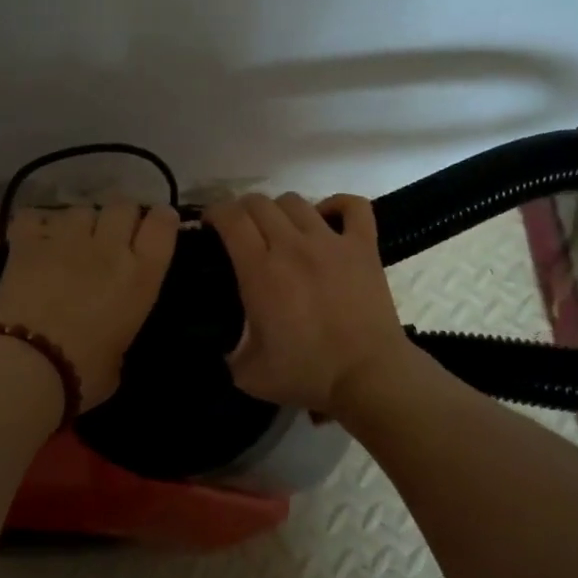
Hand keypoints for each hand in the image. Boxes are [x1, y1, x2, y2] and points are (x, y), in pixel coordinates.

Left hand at [0, 200, 179, 410]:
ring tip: (69, 243)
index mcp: (140, 277)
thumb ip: (121, 326)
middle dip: (120, 217)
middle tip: (111, 238)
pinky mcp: (27, 243)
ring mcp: (66, 241)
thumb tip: (109, 327)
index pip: (162, 225)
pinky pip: (34, 216)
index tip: (157, 224)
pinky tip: (35, 241)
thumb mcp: (121, 354)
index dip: (162, 219)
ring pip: (80, 209)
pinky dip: (37, 226)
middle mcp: (108, 248)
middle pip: (123, 205)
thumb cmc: (84, 374)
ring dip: (80, 224)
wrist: (28, 368)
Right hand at [204, 192, 410, 416]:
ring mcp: (331, 242)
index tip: (209, 226)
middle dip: (241, 210)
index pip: (230, 218)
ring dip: (279, 210)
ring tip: (279, 229)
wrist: (368, 376)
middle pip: (259, 203)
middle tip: (240, 231)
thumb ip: (227, 350)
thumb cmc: (307, 374)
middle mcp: (292, 245)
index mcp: (260, 271)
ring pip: (296, 201)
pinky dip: (336, 205)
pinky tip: (326, 218)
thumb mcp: (247, 373)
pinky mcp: (364, 246)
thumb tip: (220, 340)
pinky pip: (352, 206)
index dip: (214, 213)